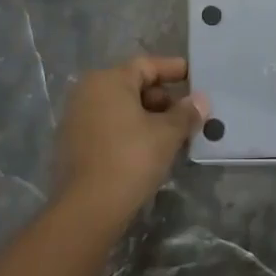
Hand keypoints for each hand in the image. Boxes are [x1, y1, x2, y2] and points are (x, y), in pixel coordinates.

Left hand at [53, 55, 204, 226]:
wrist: (87, 210)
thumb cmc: (130, 159)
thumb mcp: (167, 134)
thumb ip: (186, 113)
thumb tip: (201, 100)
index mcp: (108, 80)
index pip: (147, 65)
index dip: (173, 70)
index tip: (195, 76)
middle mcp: (88, 92)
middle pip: (133, 85)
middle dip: (163, 98)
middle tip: (188, 113)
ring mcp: (77, 118)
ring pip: (121, 108)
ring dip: (148, 117)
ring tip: (174, 134)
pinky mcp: (73, 144)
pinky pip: (109, 126)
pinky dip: (130, 131)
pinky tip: (150, 149)